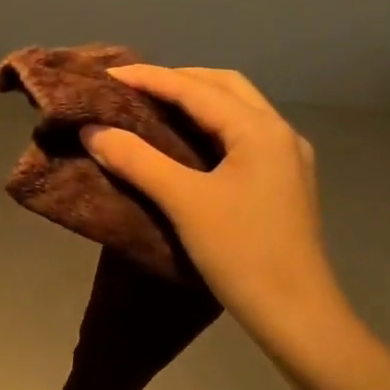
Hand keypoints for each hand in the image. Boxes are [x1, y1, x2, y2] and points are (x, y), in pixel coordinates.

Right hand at [80, 66, 343, 352]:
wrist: (297, 314)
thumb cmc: (241, 254)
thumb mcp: (185, 203)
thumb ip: (137, 161)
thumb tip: (93, 131)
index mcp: (259, 130)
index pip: (196, 89)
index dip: (149, 78)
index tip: (107, 75)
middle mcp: (279, 132)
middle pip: (225, 87)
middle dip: (178, 81)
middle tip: (134, 90)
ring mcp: (287, 157)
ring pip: (238, 110)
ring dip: (198, 102)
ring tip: (155, 109)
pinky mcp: (285, 181)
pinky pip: (244, 135)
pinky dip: (212, 127)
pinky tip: (188, 143)